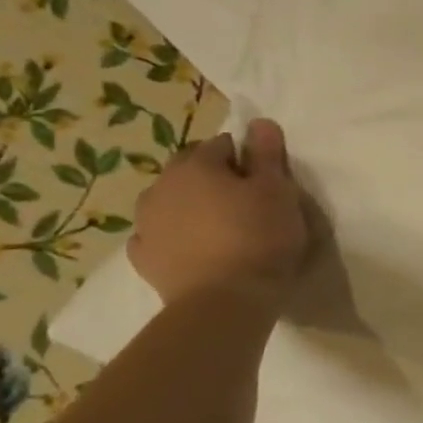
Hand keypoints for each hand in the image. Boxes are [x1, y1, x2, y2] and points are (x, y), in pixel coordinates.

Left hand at [129, 118, 310, 309]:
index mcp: (196, 166)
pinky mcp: (143, 258)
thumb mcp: (278, 191)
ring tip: (222, 228)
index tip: (266, 180)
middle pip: (190, 170)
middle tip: (245, 202)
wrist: (225, 301)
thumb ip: (268, 155)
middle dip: (213, 178)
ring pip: (171, 202)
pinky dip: (175, 237)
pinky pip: (159, 236)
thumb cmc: (259, 238)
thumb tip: (259, 122)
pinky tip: (196, 249)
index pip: (222, 145)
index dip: (246, 158)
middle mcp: (161, 187)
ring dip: (192, 206)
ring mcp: (146, 224)